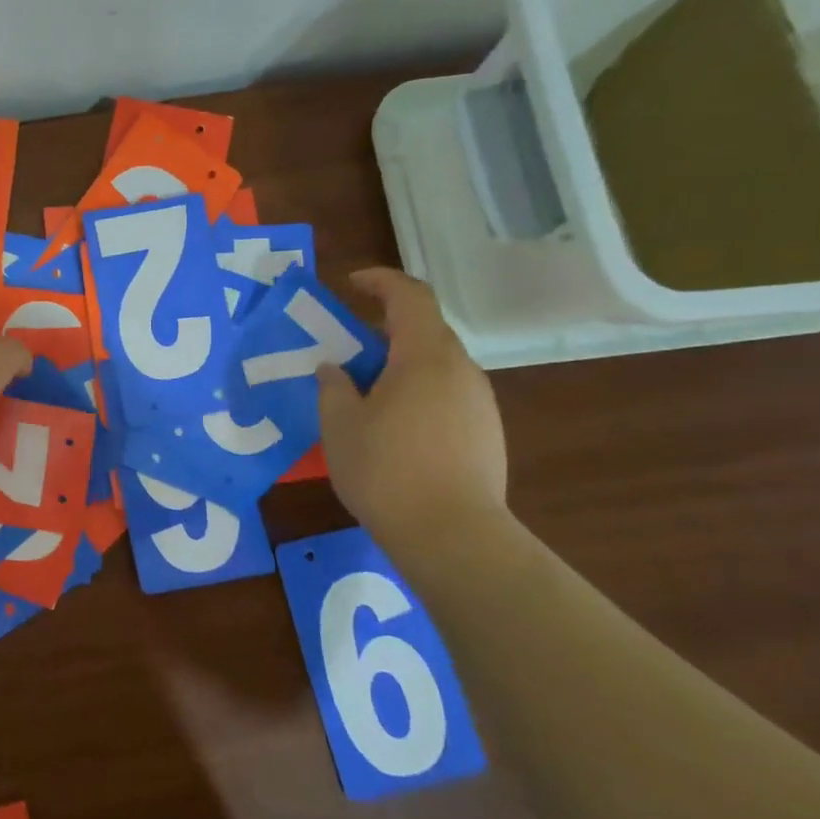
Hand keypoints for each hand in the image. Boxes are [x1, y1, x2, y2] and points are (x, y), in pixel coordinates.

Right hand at [319, 268, 506, 544]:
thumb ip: (333, 387)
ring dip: (400, 364)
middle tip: (347, 348)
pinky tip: (394, 428)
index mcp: (424, 356)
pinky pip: (447, 394)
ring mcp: (479, 402)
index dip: (380, 281)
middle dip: (384, 329)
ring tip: (365, 393)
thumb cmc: (386, 471)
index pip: (409, 296)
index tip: (350, 284)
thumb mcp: (340, 425)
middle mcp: (460, 369)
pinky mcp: (486, 432)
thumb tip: (334, 369)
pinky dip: (418, 392)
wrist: (453, 536)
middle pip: (424, 329)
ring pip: (436, 364)